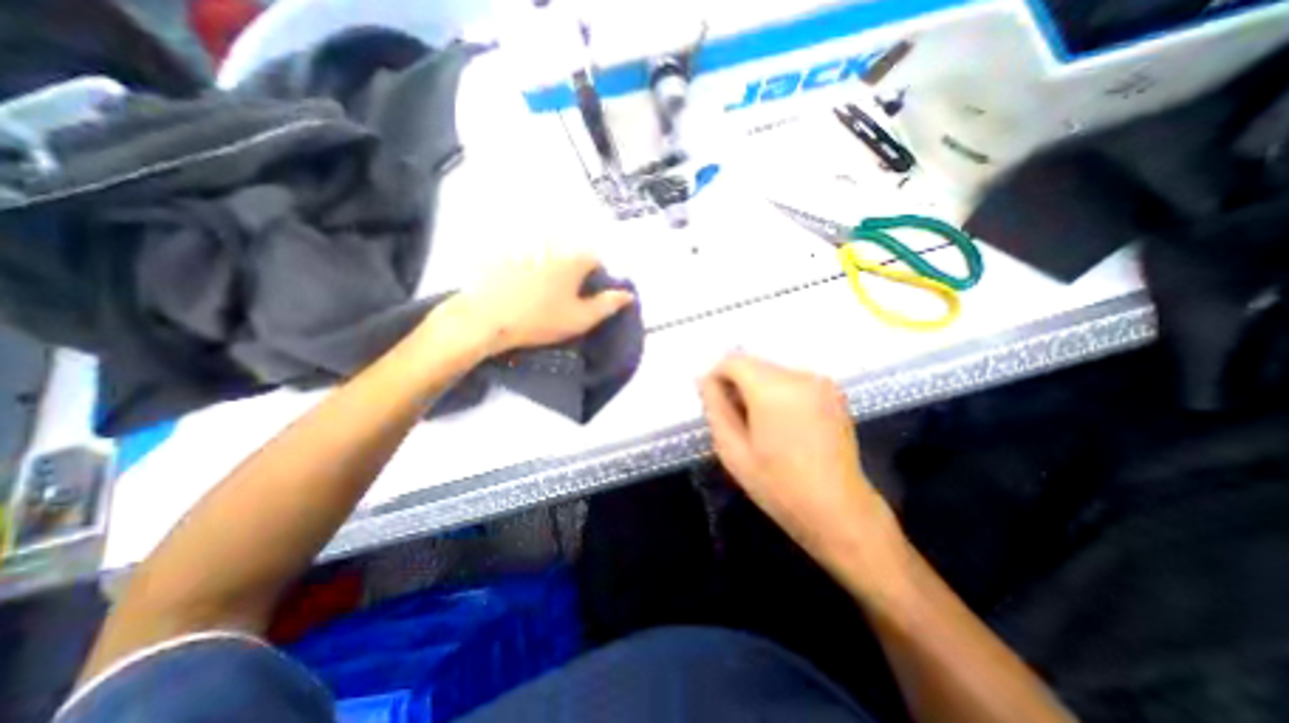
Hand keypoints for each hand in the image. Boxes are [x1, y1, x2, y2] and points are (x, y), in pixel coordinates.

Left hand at [433, 252, 632, 358]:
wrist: (488, 320)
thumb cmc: (541, 320)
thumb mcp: (580, 318)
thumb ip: (607, 305)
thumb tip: (628, 294)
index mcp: (572, 262)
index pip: (594, 260)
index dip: (596, 278)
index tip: (590, 296)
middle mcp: (551, 250)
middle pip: (569, 258)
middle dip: (573, 274)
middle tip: (566, 299)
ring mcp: (525, 252)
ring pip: (545, 259)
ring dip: (550, 273)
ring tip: (542, 297)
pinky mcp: (501, 259)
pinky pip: (521, 262)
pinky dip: (526, 273)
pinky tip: (519, 291)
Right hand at [700, 353, 897, 568]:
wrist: (839, 510)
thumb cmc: (778, 486)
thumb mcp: (732, 451)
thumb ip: (715, 408)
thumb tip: (706, 381)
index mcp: (773, 390)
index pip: (733, 361)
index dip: (717, 377)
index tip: (714, 403)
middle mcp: (800, 376)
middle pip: (754, 365)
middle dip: (737, 385)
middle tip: (735, 420)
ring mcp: (821, 382)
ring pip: (772, 372)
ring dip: (758, 390)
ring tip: (759, 426)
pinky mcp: (833, 392)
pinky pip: (792, 381)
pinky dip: (778, 393)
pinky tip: (782, 425)